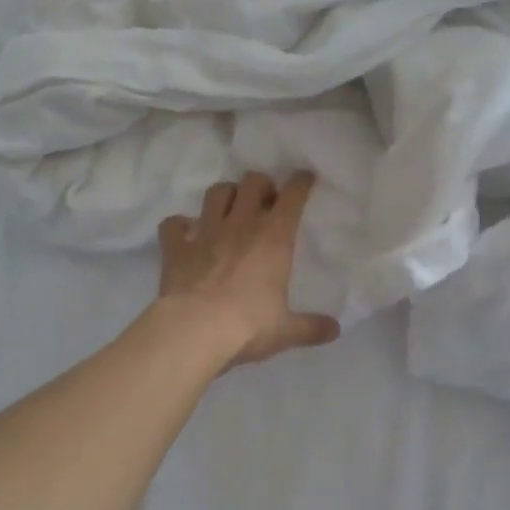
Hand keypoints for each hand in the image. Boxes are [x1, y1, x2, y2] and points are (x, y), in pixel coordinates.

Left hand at [156, 172, 340, 368]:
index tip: (305, 178)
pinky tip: (185, 233)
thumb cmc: (248, 326)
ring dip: (226, 195)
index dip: (300, 183)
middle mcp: (240, 225)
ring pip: (216, 193)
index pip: (292, 196)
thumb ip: (311, 327)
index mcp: (273, 238)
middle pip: (252, 183)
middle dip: (261, 185)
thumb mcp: (286, 330)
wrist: (194, 331)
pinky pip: (173, 224)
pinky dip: (180, 225)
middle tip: (266, 200)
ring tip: (231, 208)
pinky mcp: (176, 247)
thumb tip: (335, 330)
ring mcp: (205, 232)